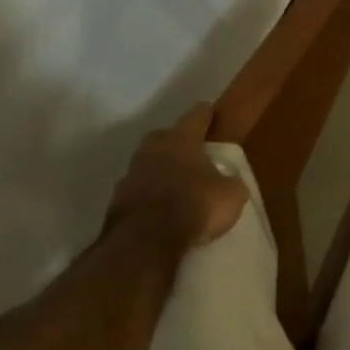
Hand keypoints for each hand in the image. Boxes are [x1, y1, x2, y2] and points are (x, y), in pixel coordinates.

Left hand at [106, 104, 247, 247]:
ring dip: (159, 169)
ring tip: (175, 181)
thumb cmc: (195, 206)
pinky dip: (149, 194)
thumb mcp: (231, 195)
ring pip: (147, 164)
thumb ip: (230, 182)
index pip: (195, 118)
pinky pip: (138, 190)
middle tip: (189, 148)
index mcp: (181, 141)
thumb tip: (228, 180)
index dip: (204, 114)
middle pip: (163, 137)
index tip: (208, 108)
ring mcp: (130, 175)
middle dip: (175, 139)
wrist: (145, 240)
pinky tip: (159, 206)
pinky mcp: (117, 201)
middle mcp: (152, 151)